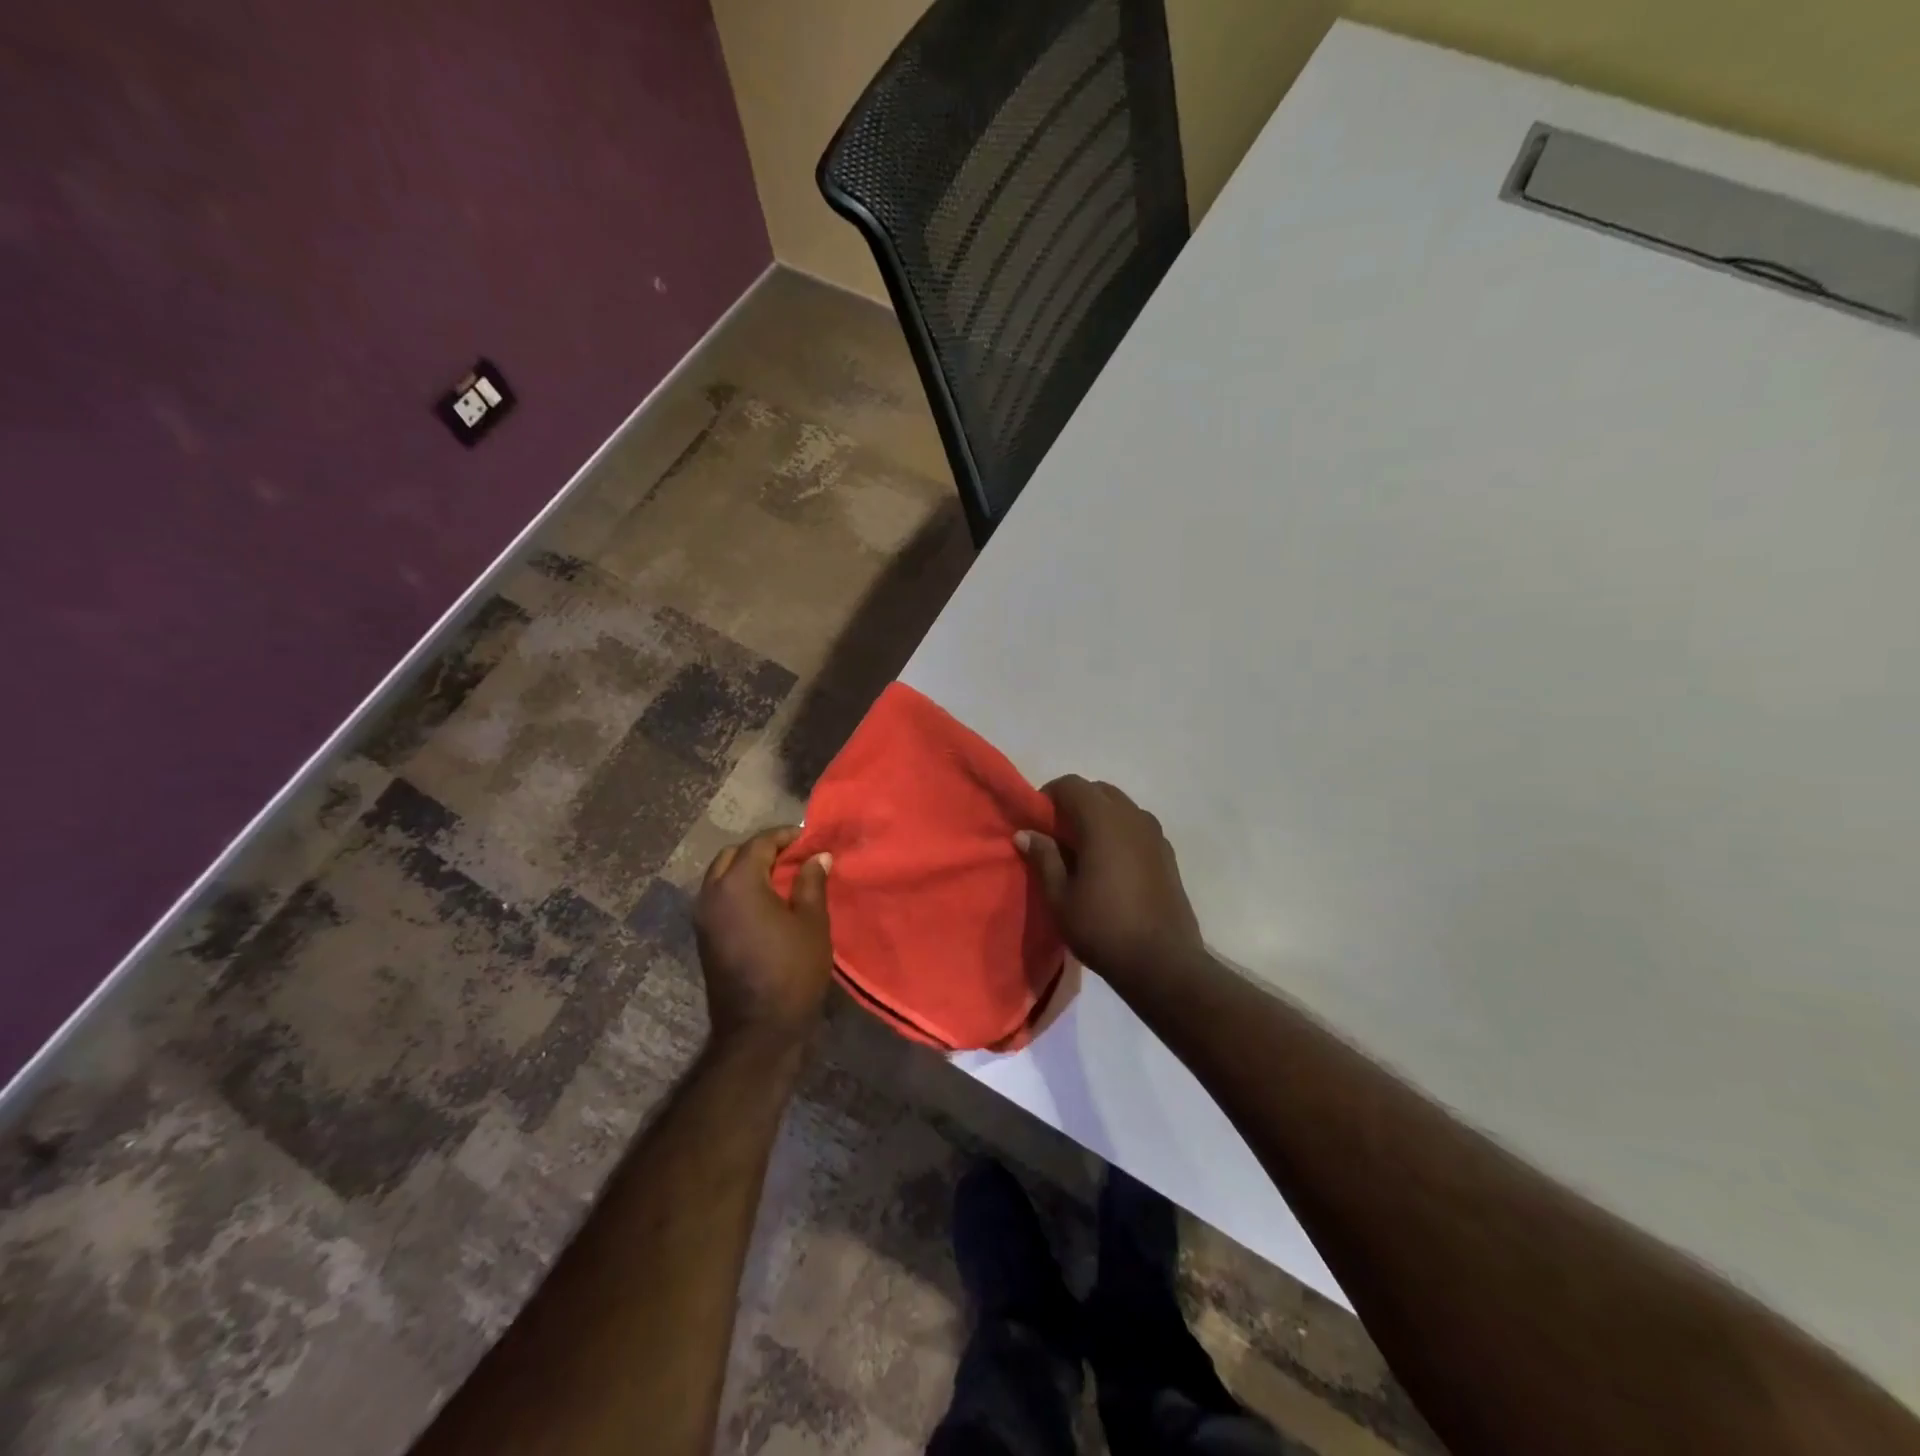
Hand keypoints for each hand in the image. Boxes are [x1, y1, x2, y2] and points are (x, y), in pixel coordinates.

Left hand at [695, 827, 833, 1047]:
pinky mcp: (703, 936)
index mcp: (738, 883)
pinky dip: (738, 889)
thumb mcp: (812, 922)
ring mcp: (703, 916)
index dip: (784, 837)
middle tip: (793, 857)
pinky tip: (765, 901)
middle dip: (761, 850)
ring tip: (780, 878)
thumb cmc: (792, 970)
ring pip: (720, 875)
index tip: (808, 840)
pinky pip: (718, 897)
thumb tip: (817, 856)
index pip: (759, 844)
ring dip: (746, 869)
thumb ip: (811, 883)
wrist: (758, 1029)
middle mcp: (712, 893)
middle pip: (732, 855)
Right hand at [1016, 776, 1203, 988]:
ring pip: (1121, 807)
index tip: (1037, 821)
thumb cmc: (1103, 928)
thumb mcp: (1060, 898)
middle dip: (1075, 803)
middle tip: (1058, 835)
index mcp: (1103, 821)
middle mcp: (1132, 817)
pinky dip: (1120, 832)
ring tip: (1084, 851)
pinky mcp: (1168, 854)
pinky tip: (1111, 866)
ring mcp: (1155, 834)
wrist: (1163, 963)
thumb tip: (1025, 833)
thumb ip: (1044, 858)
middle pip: (1099, 791)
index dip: (1049, 795)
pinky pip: (1138, 827)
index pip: (1071, 785)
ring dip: (1099, 817)